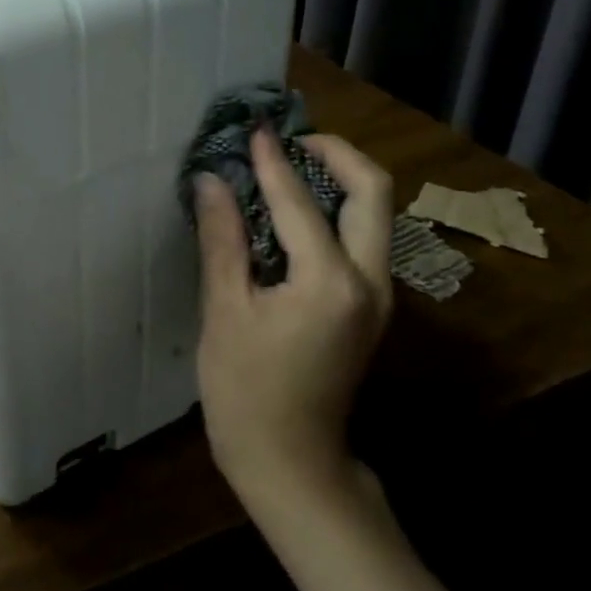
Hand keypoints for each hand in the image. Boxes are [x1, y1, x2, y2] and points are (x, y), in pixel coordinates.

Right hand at [193, 130, 393, 502]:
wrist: (291, 462)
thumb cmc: (246, 391)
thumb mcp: (225, 311)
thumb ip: (222, 239)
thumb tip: (212, 181)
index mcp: (330, 282)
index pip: (299, 202)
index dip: (273, 162)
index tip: (254, 128)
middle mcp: (370, 281)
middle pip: (373, 193)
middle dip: (336, 153)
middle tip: (291, 139)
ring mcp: (378, 296)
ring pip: (375, 214)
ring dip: (340, 179)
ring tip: (290, 163)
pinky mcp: (369, 307)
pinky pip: (363, 239)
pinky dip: (336, 210)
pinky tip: (296, 210)